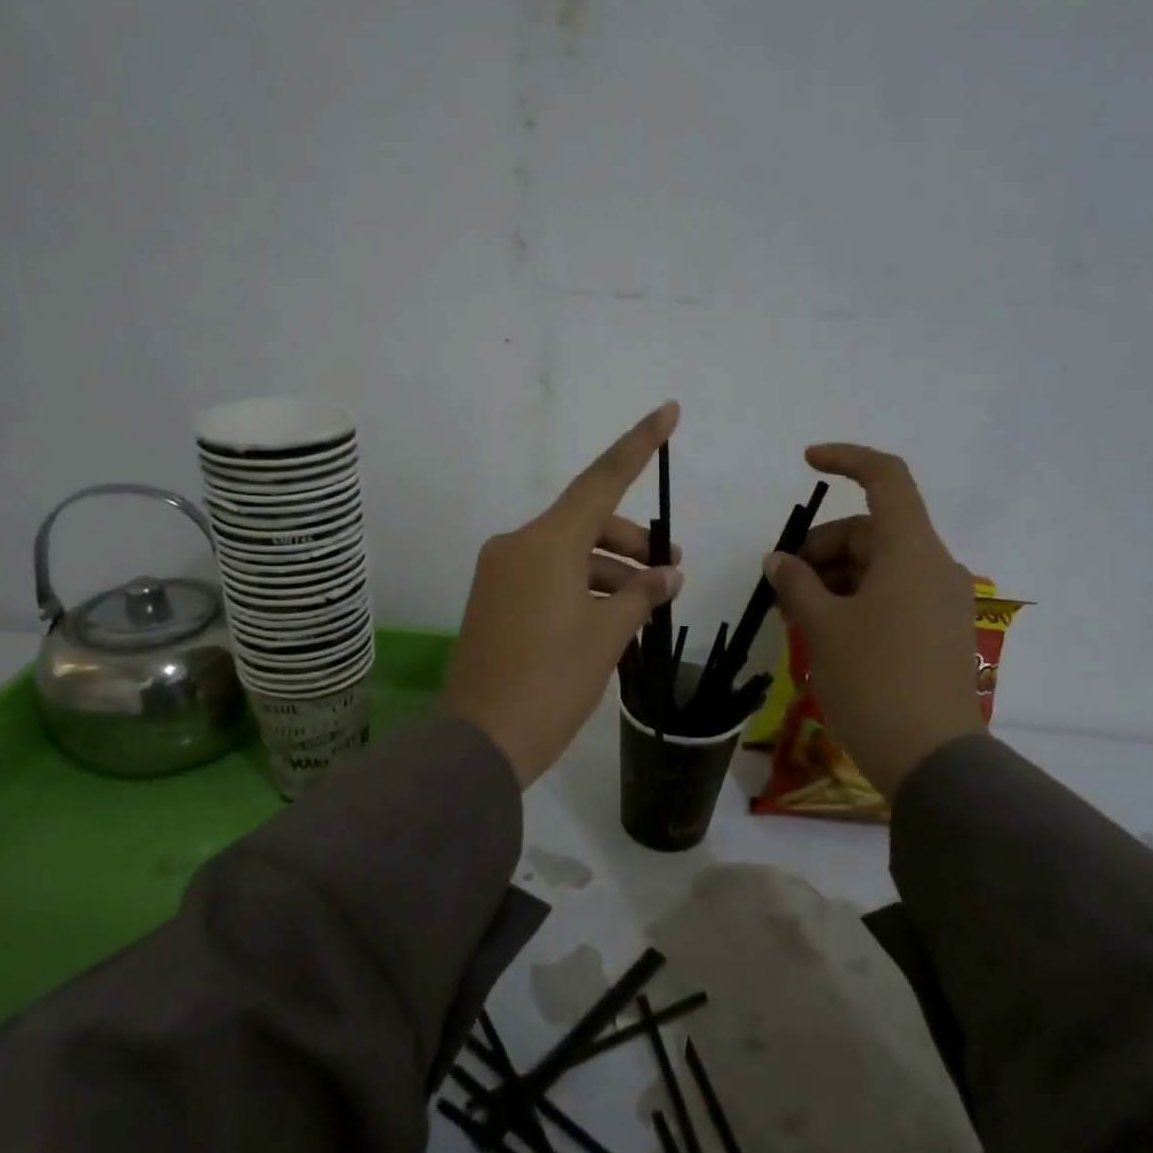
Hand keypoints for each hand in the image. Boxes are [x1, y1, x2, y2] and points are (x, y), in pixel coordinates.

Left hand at [444, 404, 684, 786]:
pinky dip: (581, 585)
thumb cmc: (552, 683)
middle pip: (587, 522)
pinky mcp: (492, 599)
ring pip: (568, 552)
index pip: (602, 479)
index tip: (669, 411)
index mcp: (546, 542)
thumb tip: (667, 575)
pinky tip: (610, 615)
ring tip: (647, 601)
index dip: (639, 444)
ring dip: (609, 568)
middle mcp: (517, 545)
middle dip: (632, 541)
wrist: (481, 741)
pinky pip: (546, 576)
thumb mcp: (608, 636)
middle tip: (670, 569)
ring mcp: (500, 572)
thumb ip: (641, 595)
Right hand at [762, 444, 983, 794]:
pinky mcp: (940, 631)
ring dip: (833, 578)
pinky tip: (825, 631)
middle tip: (782, 585)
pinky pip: (893, 594)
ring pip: (879, 565)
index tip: (807, 462)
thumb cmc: (872, 681)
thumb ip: (796, 583)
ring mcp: (941, 601)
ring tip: (796, 616)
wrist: (931, 759)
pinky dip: (856, 599)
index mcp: (912, 551)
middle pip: (872, 531)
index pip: (887, 478)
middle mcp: (934, 566)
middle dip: (822, 548)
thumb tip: (780, 560)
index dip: (847, 459)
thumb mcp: (822, 627)